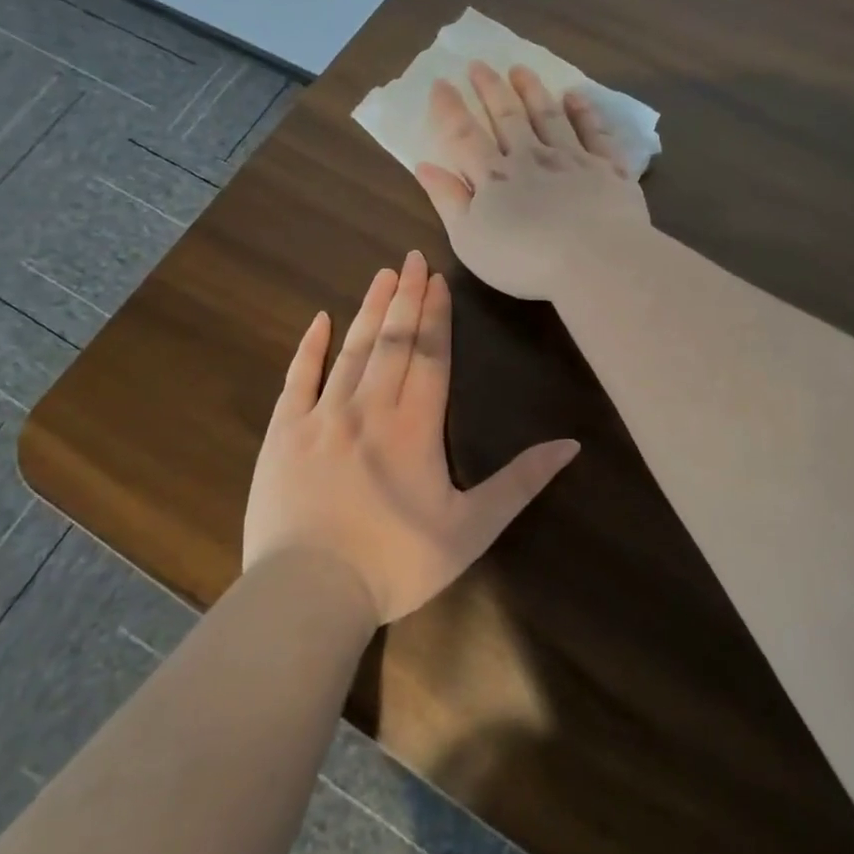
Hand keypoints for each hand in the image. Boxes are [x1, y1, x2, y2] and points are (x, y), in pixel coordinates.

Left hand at [244, 251, 579, 624]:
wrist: (308, 595)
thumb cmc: (396, 564)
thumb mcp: (471, 529)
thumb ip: (520, 483)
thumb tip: (570, 445)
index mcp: (415, 426)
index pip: (430, 355)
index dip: (436, 315)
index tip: (438, 279)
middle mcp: (369, 408)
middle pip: (392, 341)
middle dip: (406, 298)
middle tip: (412, 258)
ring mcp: (322, 417)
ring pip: (351, 350)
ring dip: (369, 310)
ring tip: (382, 275)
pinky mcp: (284, 434)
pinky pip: (298, 379)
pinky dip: (309, 347)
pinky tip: (320, 319)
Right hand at [414, 63, 650, 300]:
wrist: (594, 260)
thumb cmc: (523, 259)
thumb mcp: (469, 239)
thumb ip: (448, 200)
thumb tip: (425, 165)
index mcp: (494, 177)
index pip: (465, 136)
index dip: (450, 109)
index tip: (441, 83)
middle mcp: (531, 158)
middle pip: (507, 117)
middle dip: (491, 89)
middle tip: (479, 64)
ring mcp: (572, 159)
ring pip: (548, 116)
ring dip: (532, 91)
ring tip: (520, 69)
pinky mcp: (608, 168)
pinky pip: (594, 132)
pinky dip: (584, 112)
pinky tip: (575, 96)